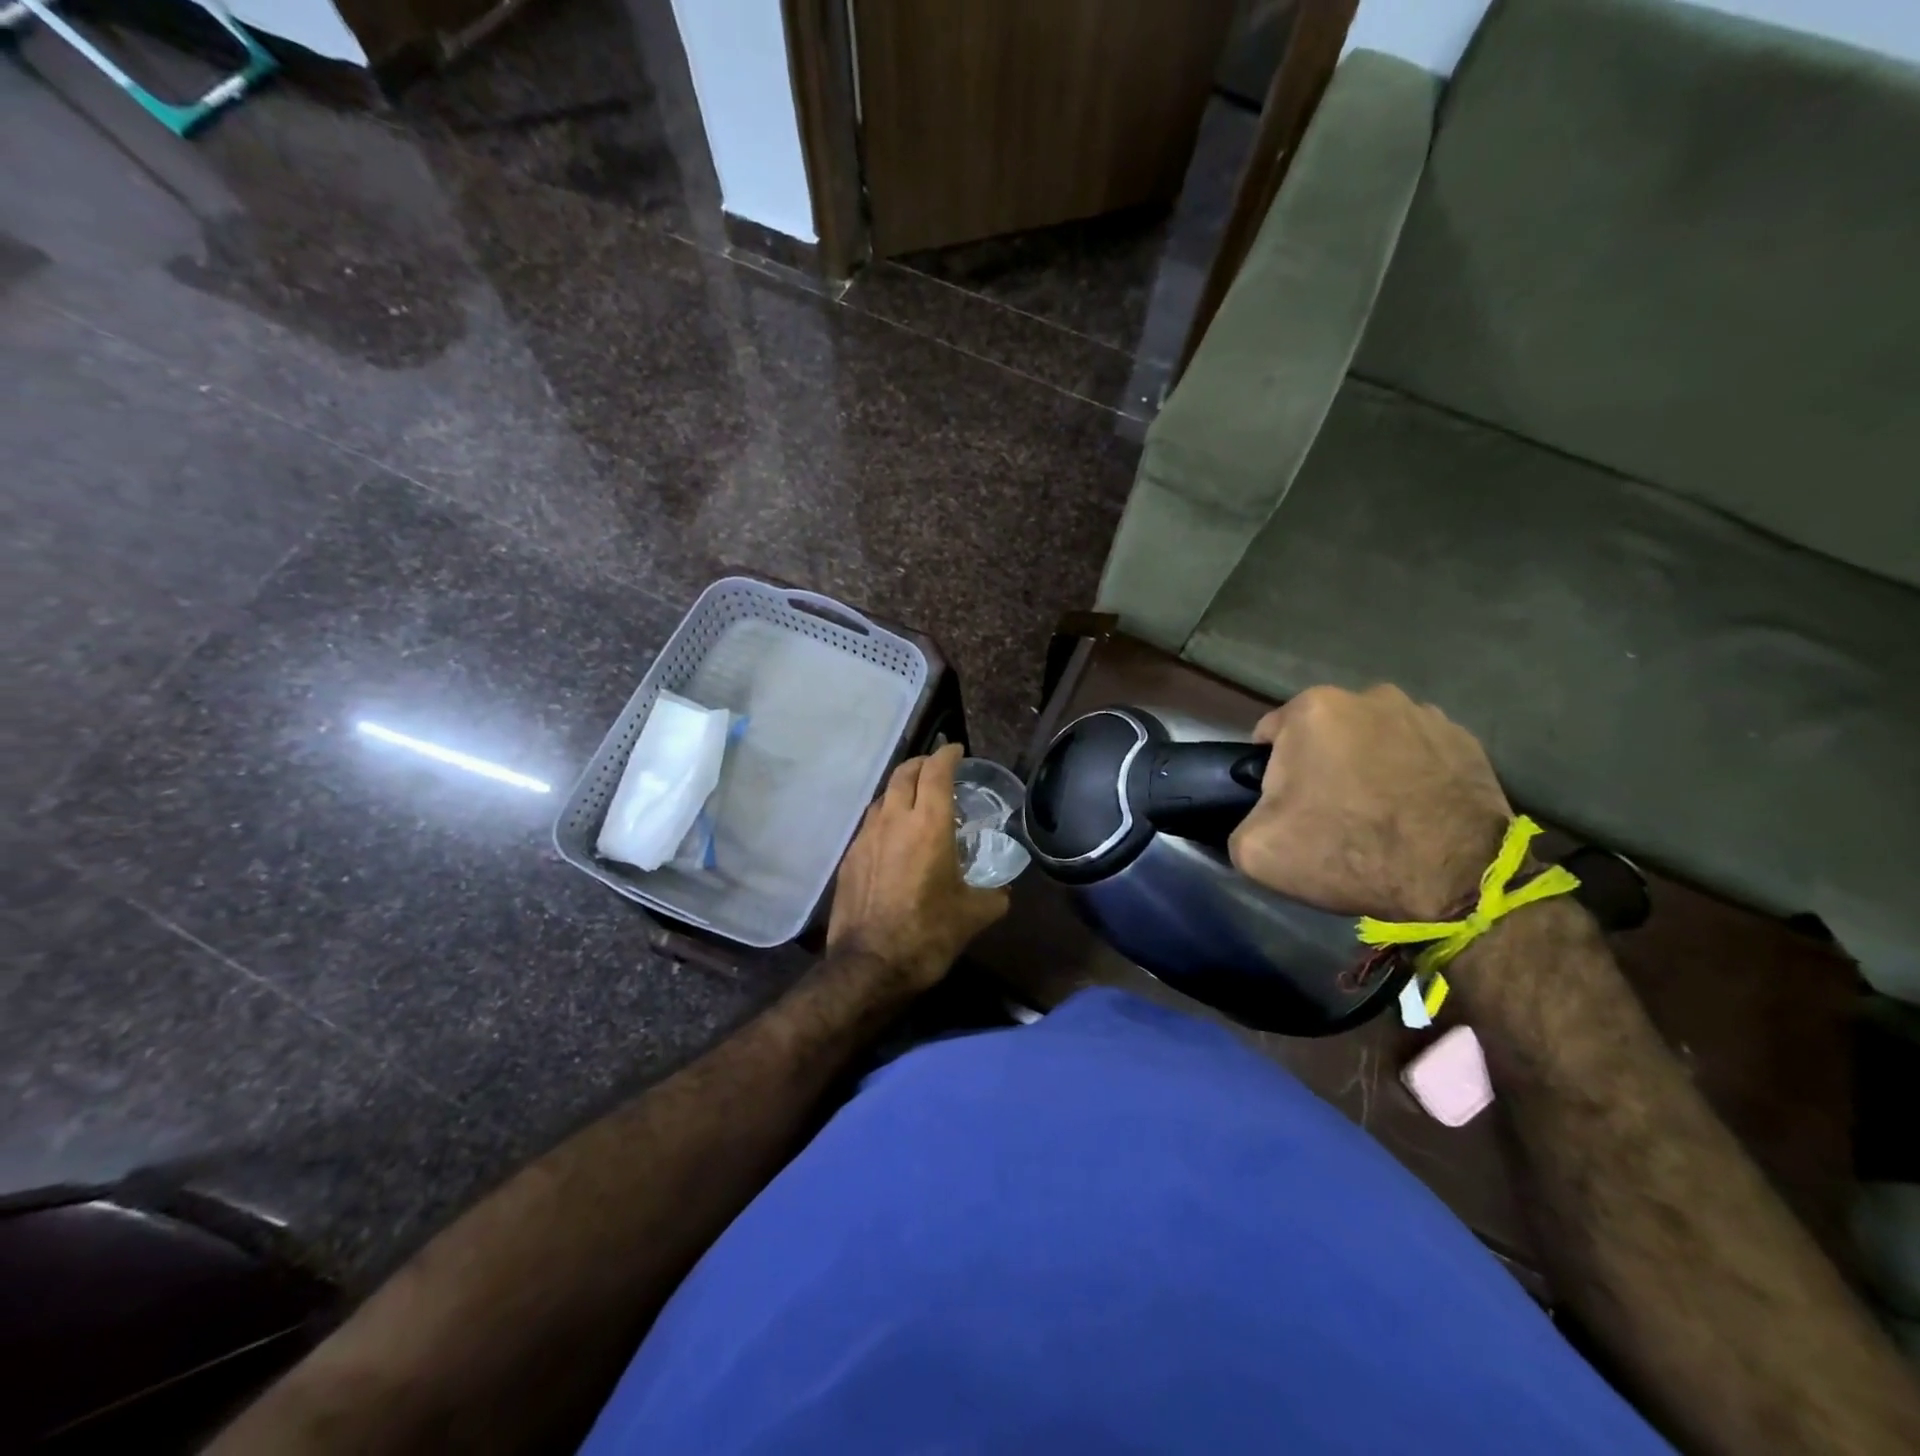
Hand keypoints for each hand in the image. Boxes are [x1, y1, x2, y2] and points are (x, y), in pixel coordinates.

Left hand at [828, 743, 1009, 992]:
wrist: (869, 965)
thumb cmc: (927, 934)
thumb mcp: (973, 916)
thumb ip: (993, 896)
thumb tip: (1002, 892)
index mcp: (929, 825)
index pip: (936, 773)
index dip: (947, 756)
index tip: (956, 750)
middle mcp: (894, 820)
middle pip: (904, 774)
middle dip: (922, 764)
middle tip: (937, 767)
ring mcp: (866, 837)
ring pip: (884, 796)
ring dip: (901, 788)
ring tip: (916, 799)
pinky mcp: (850, 857)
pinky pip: (870, 822)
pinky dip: (886, 816)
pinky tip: (894, 835)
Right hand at [1228, 684, 1511, 921]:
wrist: (1453, 879)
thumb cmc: (1345, 851)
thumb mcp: (1255, 849)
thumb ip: (1240, 819)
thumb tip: (1258, 817)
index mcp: (1312, 709)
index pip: (1270, 736)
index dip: (1270, 775)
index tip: (1284, 809)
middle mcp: (1369, 696)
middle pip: (1324, 733)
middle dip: (1321, 765)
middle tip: (1329, 814)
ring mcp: (1424, 714)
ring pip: (1373, 739)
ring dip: (1367, 765)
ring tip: (1377, 814)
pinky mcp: (1467, 741)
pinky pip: (1419, 754)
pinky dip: (1410, 775)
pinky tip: (1412, 812)